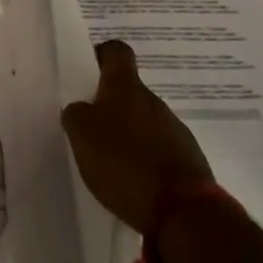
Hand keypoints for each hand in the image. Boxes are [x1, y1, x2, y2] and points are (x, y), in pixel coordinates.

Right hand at [60, 40, 213, 235]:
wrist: (181, 210)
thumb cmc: (124, 162)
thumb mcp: (81, 134)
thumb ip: (75, 114)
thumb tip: (81, 109)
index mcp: (126, 88)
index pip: (116, 52)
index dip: (101, 55)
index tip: (87, 70)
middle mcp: (153, 102)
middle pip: (128, 91)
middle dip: (108, 106)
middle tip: (88, 128)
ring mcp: (174, 130)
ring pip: (143, 121)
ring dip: (127, 134)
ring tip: (108, 161)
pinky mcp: (187, 159)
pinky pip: (158, 149)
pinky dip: (143, 159)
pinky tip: (131, 181)